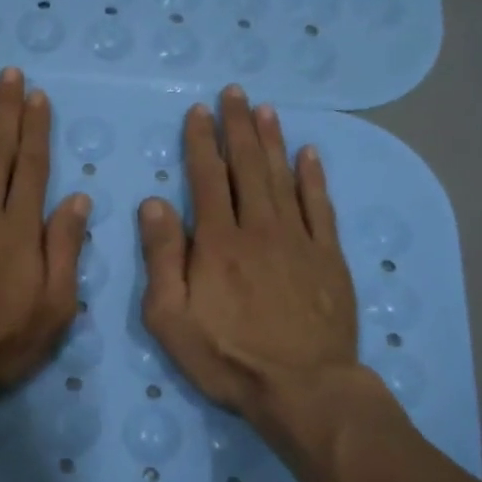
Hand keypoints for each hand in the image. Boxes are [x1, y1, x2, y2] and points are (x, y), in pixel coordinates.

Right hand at [138, 85, 380, 454]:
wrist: (303, 388)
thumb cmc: (227, 357)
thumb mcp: (170, 317)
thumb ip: (161, 258)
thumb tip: (153, 203)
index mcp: (217, 242)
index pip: (206, 178)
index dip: (201, 142)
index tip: (198, 112)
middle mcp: (258, 228)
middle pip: (247, 166)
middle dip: (237, 127)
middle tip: (234, 93)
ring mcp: (299, 240)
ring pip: (283, 177)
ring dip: (272, 140)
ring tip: (265, 109)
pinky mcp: (328, 257)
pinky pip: (321, 206)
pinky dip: (314, 177)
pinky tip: (309, 153)